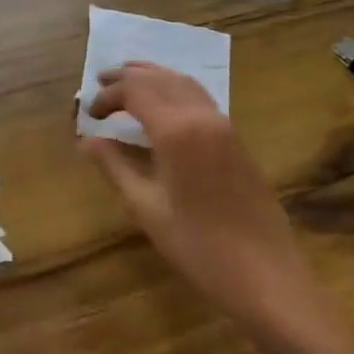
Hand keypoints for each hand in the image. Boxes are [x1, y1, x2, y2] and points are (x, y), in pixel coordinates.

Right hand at [82, 63, 320, 339]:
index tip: (89, 114)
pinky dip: (174, 89)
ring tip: (128, 80)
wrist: (266, 276)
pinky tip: (163, 104)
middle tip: (100, 80)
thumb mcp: (146, 208)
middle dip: (128, 76)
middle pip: (160, 79)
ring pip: (184, 83)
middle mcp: (202, 117)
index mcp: (177, 131)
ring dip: (153, 76)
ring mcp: (225, 127)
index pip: (135, 91)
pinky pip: (200, 98)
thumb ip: (115, 166)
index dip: (108, 95)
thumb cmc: (198, 246)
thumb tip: (87, 141)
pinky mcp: (237, 141)